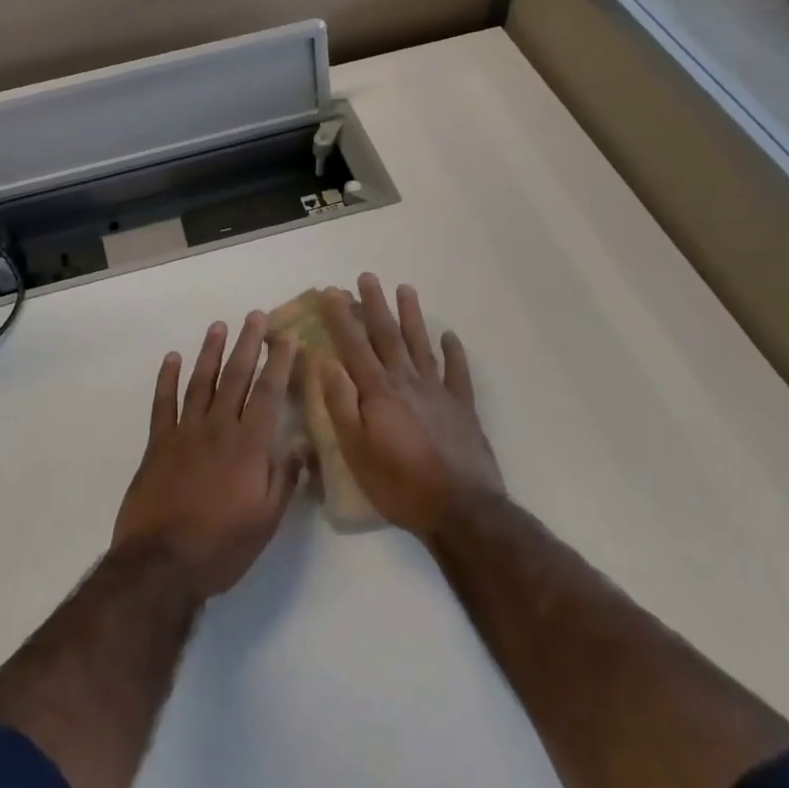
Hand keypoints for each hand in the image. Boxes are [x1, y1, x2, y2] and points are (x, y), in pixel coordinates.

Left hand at [112, 312, 305, 600]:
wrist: (161, 564)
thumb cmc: (221, 546)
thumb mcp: (266, 521)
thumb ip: (285, 478)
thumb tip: (302, 443)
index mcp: (248, 445)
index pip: (268, 393)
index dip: (279, 363)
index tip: (288, 336)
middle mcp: (218, 428)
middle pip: (236, 377)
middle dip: (248, 344)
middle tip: (256, 316)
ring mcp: (184, 432)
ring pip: (201, 382)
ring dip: (211, 352)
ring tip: (219, 326)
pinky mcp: (158, 443)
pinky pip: (163, 403)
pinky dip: (167, 378)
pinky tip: (172, 357)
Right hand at [317, 275, 504, 539]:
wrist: (461, 510)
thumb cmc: (399, 484)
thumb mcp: (355, 450)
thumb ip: (340, 404)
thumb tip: (325, 362)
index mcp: (378, 392)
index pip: (354, 345)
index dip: (341, 317)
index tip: (331, 291)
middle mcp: (407, 382)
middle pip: (388, 336)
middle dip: (375, 305)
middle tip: (366, 277)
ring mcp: (438, 392)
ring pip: (422, 344)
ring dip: (412, 316)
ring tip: (405, 289)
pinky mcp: (462, 408)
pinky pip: (458, 372)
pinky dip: (454, 352)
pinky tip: (451, 336)